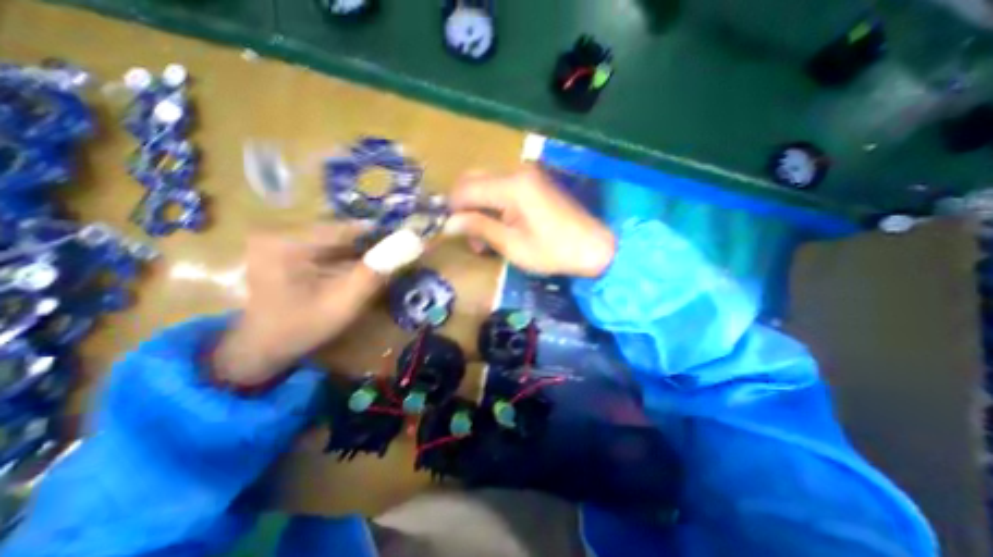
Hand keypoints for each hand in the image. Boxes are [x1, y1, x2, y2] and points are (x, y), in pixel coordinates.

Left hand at [214, 223, 395, 388]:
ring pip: (337, 239)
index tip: (408, 243)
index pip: (348, 228)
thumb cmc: (302, 328)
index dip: (381, 235)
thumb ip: (375, 273)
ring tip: (382, 265)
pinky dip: (347, 257)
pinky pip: (327, 247)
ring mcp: (282, 240)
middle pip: (342, 232)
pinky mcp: (286, 249)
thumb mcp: (344, 303)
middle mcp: (283, 231)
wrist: (261, 348)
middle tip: (396, 258)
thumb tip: (409, 244)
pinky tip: (360, 270)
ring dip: (361, 252)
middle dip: (372, 245)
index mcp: (289, 241)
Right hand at [448, 165, 617, 276]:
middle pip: (474, 180)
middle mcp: (516, 172)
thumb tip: (448, 223)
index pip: (466, 189)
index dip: (453, 209)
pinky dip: (492, 205)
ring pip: (486, 183)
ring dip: (478, 207)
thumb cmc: (553, 251)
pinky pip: (501, 188)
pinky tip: (498, 226)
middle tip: (470, 236)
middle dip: (464, 206)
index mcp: (511, 186)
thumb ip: (479, 228)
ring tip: (484, 237)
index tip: (452, 231)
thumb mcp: (512, 244)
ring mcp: (527, 175)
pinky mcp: (533, 183)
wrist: (594, 246)